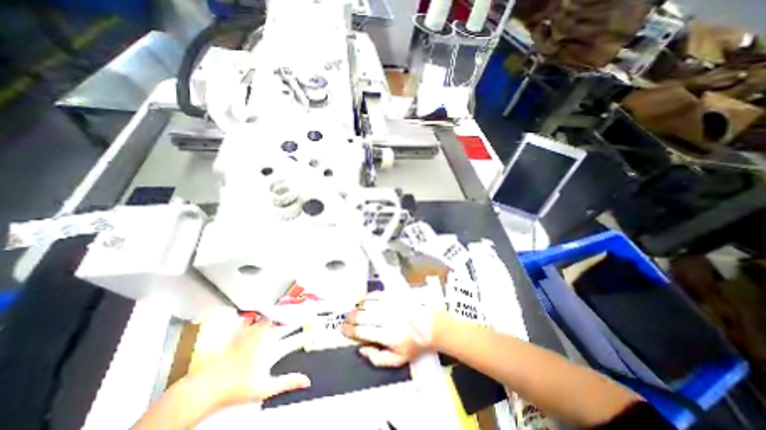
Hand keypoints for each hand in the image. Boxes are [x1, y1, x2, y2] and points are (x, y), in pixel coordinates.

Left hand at [188, 318, 310, 408]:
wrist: (206, 386)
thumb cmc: (234, 389)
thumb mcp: (264, 389)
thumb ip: (287, 382)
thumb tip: (305, 381)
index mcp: (272, 349)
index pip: (296, 339)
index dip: (309, 333)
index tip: (317, 329)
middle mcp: (265, 337)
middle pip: (288, 322)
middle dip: (302, 315)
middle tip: (311, 308)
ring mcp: (253, 332)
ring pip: (275, 316)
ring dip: (287, 310)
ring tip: (296, 304)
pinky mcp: (243, 331)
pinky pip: (257, 316)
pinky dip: (267, 311)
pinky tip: (269, 308)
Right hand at [339, 289, 443, 365]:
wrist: (430, 325)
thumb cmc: (414, 343)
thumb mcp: (398, 360)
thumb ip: (378, 358)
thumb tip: (362, 349)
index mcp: (387, 335)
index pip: (362, 331)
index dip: (350, 331)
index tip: (344, 330)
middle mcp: (387, 318)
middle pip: (362, 316)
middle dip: (350, 319)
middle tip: (346, 321)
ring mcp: (390, 305)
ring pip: (367, 304)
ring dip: (356, 308)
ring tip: (353, 312)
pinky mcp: (394, 296)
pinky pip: (376, 294)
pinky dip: (366, 297)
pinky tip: (363, 301)